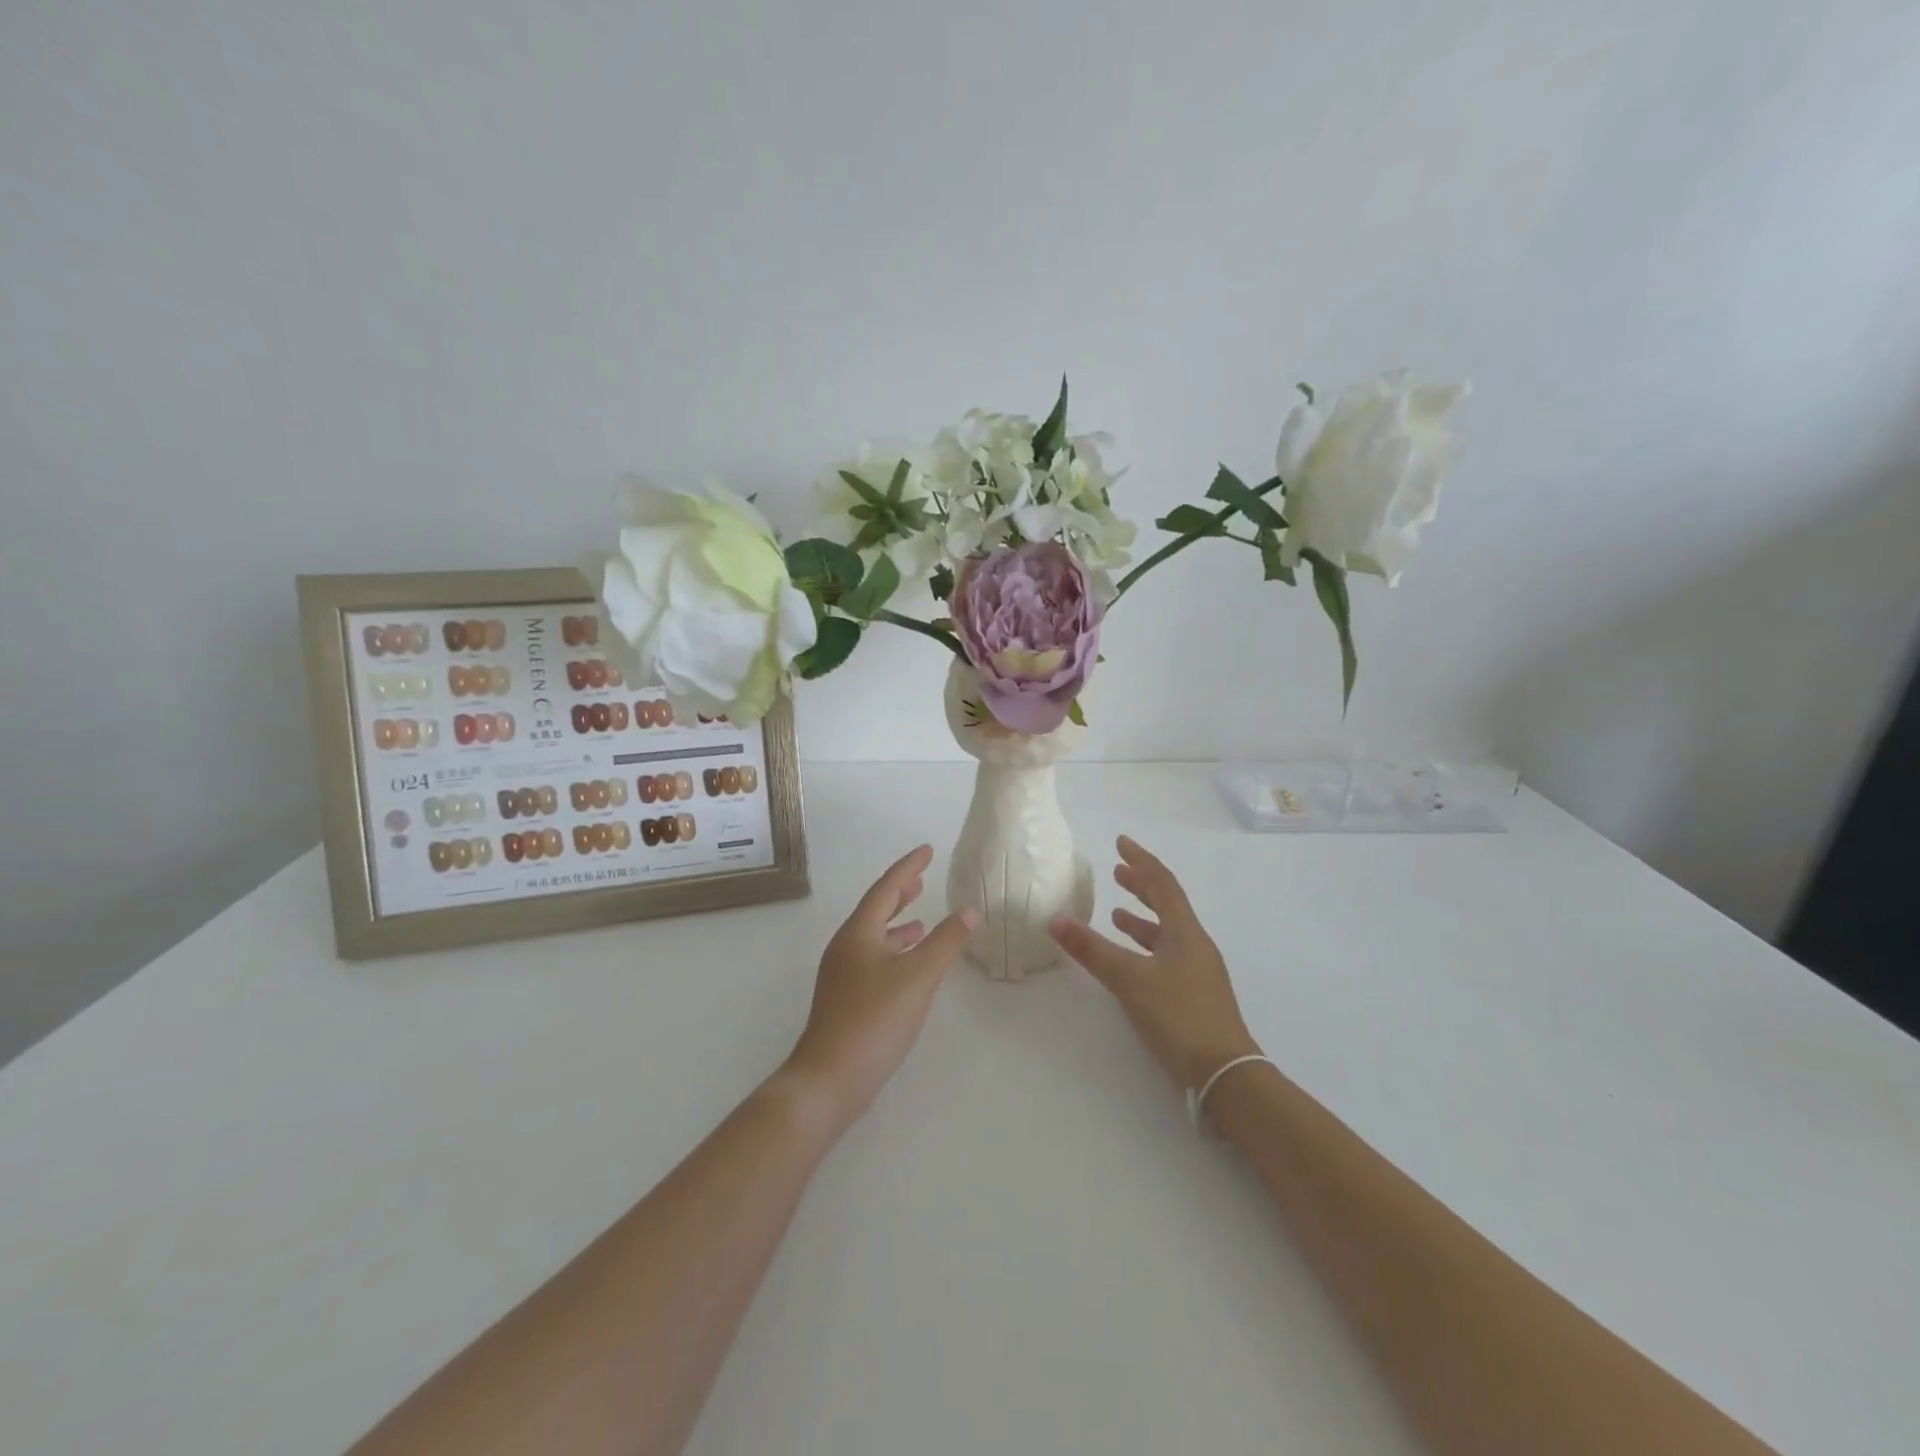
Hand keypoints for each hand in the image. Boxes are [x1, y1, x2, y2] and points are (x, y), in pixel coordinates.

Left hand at [781, 845, 974, 1132]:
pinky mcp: (847, 1000)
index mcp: (858, 933)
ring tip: (922, 920)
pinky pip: (875, 960)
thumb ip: (946, 942)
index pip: (886, 888)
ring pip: (875, 937)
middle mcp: (846, 947)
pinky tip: (910, 966)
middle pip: (876, 910)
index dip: (908, 868)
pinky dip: (895, 952)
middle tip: (921, 879)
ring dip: (898, 925)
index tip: (927, 850)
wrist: (829, 1080)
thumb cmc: (874, 1020)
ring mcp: (843, 975)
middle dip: (900, 893)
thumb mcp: (918, 977)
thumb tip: (969, 911)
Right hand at [1049, 836, 1261, 1090]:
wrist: (1226, 1075)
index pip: (1163, 883)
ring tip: (1116, 914)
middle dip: (1142, 886)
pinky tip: (1131, 960)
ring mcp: (1198, 971)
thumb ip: (1092, 950)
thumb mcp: (1129, 980)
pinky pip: (1166, 955)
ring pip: (1167, 932)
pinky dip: (1146, 947)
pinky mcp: (1194, 995)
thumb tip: (1055, 920)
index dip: (1141, 861)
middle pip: (1168, 904)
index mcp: (1185, 932)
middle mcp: (1195, 944)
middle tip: (1117, 872)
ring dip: (1143, 918)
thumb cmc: (1179, 1016)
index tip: (1121, 843)